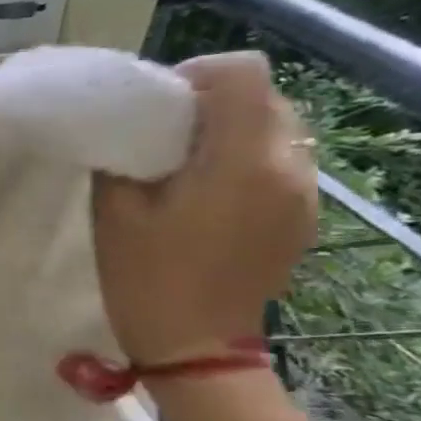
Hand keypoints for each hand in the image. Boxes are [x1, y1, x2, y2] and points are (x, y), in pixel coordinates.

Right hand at [93, 52, 316, 365]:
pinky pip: (281, 160)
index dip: (196, 75)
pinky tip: (210, 193)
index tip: (158, 105)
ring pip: (276, 126)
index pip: (242, 73)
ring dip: (232, 129)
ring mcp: (305, 192)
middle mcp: (289, 166)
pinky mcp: (302, 214)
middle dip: (212, 102)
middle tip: (165, 134)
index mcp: (243, 160)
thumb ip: (126, 152)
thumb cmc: (146, 276)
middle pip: (263, 96)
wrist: (196, 347)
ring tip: (187, 164)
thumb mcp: (116, 210)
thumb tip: (130, 122)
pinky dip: (246, 157)